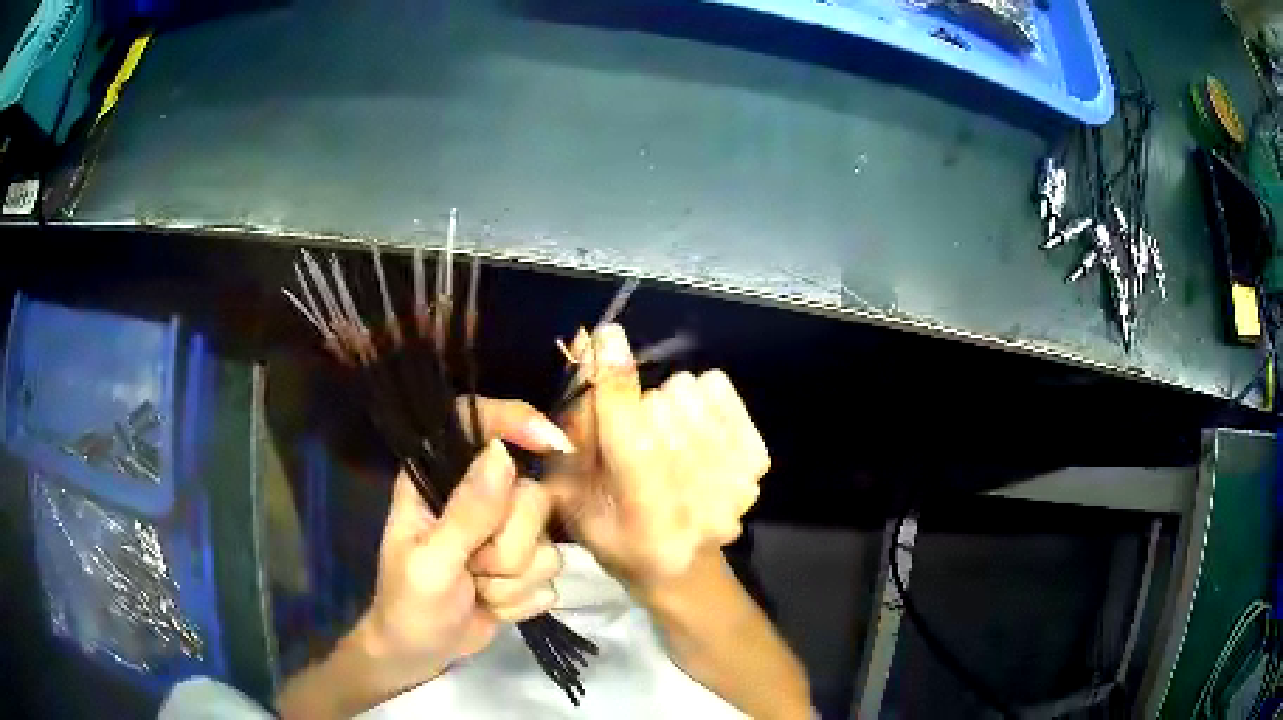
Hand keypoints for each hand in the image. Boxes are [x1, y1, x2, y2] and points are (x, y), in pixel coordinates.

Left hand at [358, 398, 570, 682]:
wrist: (421, 652)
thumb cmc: (409, 603)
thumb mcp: (430, 562)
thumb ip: (467, 513)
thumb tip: (502, 453)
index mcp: (437, 480)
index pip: (475, 423)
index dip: (513, 420)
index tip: (549, 443)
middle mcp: (477, 497)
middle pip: (530, 495)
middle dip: (507, 548)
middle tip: (472, 569)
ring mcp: (505, 533)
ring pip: (546, 541)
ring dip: (511, 581)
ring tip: (476, 590)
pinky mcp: (525, 566)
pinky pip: (551, 575)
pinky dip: (521, 600)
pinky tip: (492, 605)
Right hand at [548, 325, 768, 592]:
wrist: (682, 567)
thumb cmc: (614, 535)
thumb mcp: (573, 491)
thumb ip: (577, 424)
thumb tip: (587, 343)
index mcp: (645, 522)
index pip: (634, 442)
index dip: (618, 385)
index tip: (607, 336)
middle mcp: (699, 506)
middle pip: (663, 408)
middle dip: (636, 407)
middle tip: (633, 435)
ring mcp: (736, 484)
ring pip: (691, 393)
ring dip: (667, 402)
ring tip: (662, 435)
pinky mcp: (756, 464)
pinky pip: (719, 390)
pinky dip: (699, 397)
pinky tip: (692, 427)